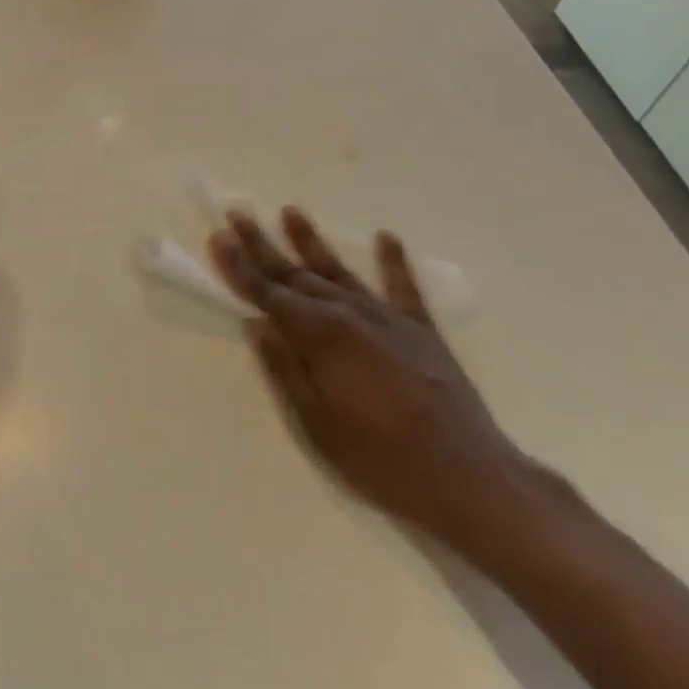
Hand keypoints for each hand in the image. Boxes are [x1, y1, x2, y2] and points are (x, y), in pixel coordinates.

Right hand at [209, 207, 532, 552]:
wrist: (469, 477)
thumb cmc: (382, 460)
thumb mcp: (317, 425)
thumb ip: (284, 369)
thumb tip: (258, 325)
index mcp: (320, 336)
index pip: (268, 293)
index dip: (240, 266)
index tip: (219, 237)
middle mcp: (349, 313)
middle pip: (296, 274)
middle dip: (263, 245)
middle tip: (239, 213)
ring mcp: (388, 317)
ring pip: (339, 271)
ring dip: (311, 241)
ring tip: (290, 211)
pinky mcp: (421, 330)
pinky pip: (403, 286)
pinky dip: (393, 261)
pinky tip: (386, 237)